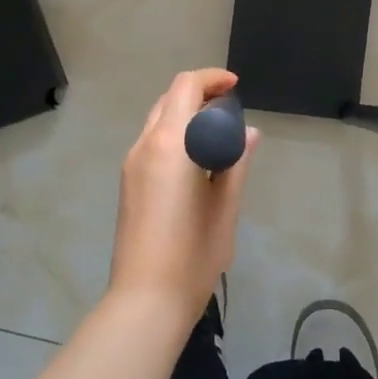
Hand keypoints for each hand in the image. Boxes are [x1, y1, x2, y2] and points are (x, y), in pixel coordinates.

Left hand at [109, 69, 258, 318]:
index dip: (212, 79)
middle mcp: (144, 145)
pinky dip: (174, 135)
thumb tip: (248, 133)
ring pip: (157, 120)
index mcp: (169, 144)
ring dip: (185, 115)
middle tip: (231, 110)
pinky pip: (151, 142)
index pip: (185, 88)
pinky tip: (196, 160)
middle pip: (169, 99)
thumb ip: (236, 162)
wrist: (145, 299)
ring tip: (218, 136)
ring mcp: (131, 165)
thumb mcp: (226, 207)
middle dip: (199, 95)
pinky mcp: (128, 183)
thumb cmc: (193, 254)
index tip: (236, 88)